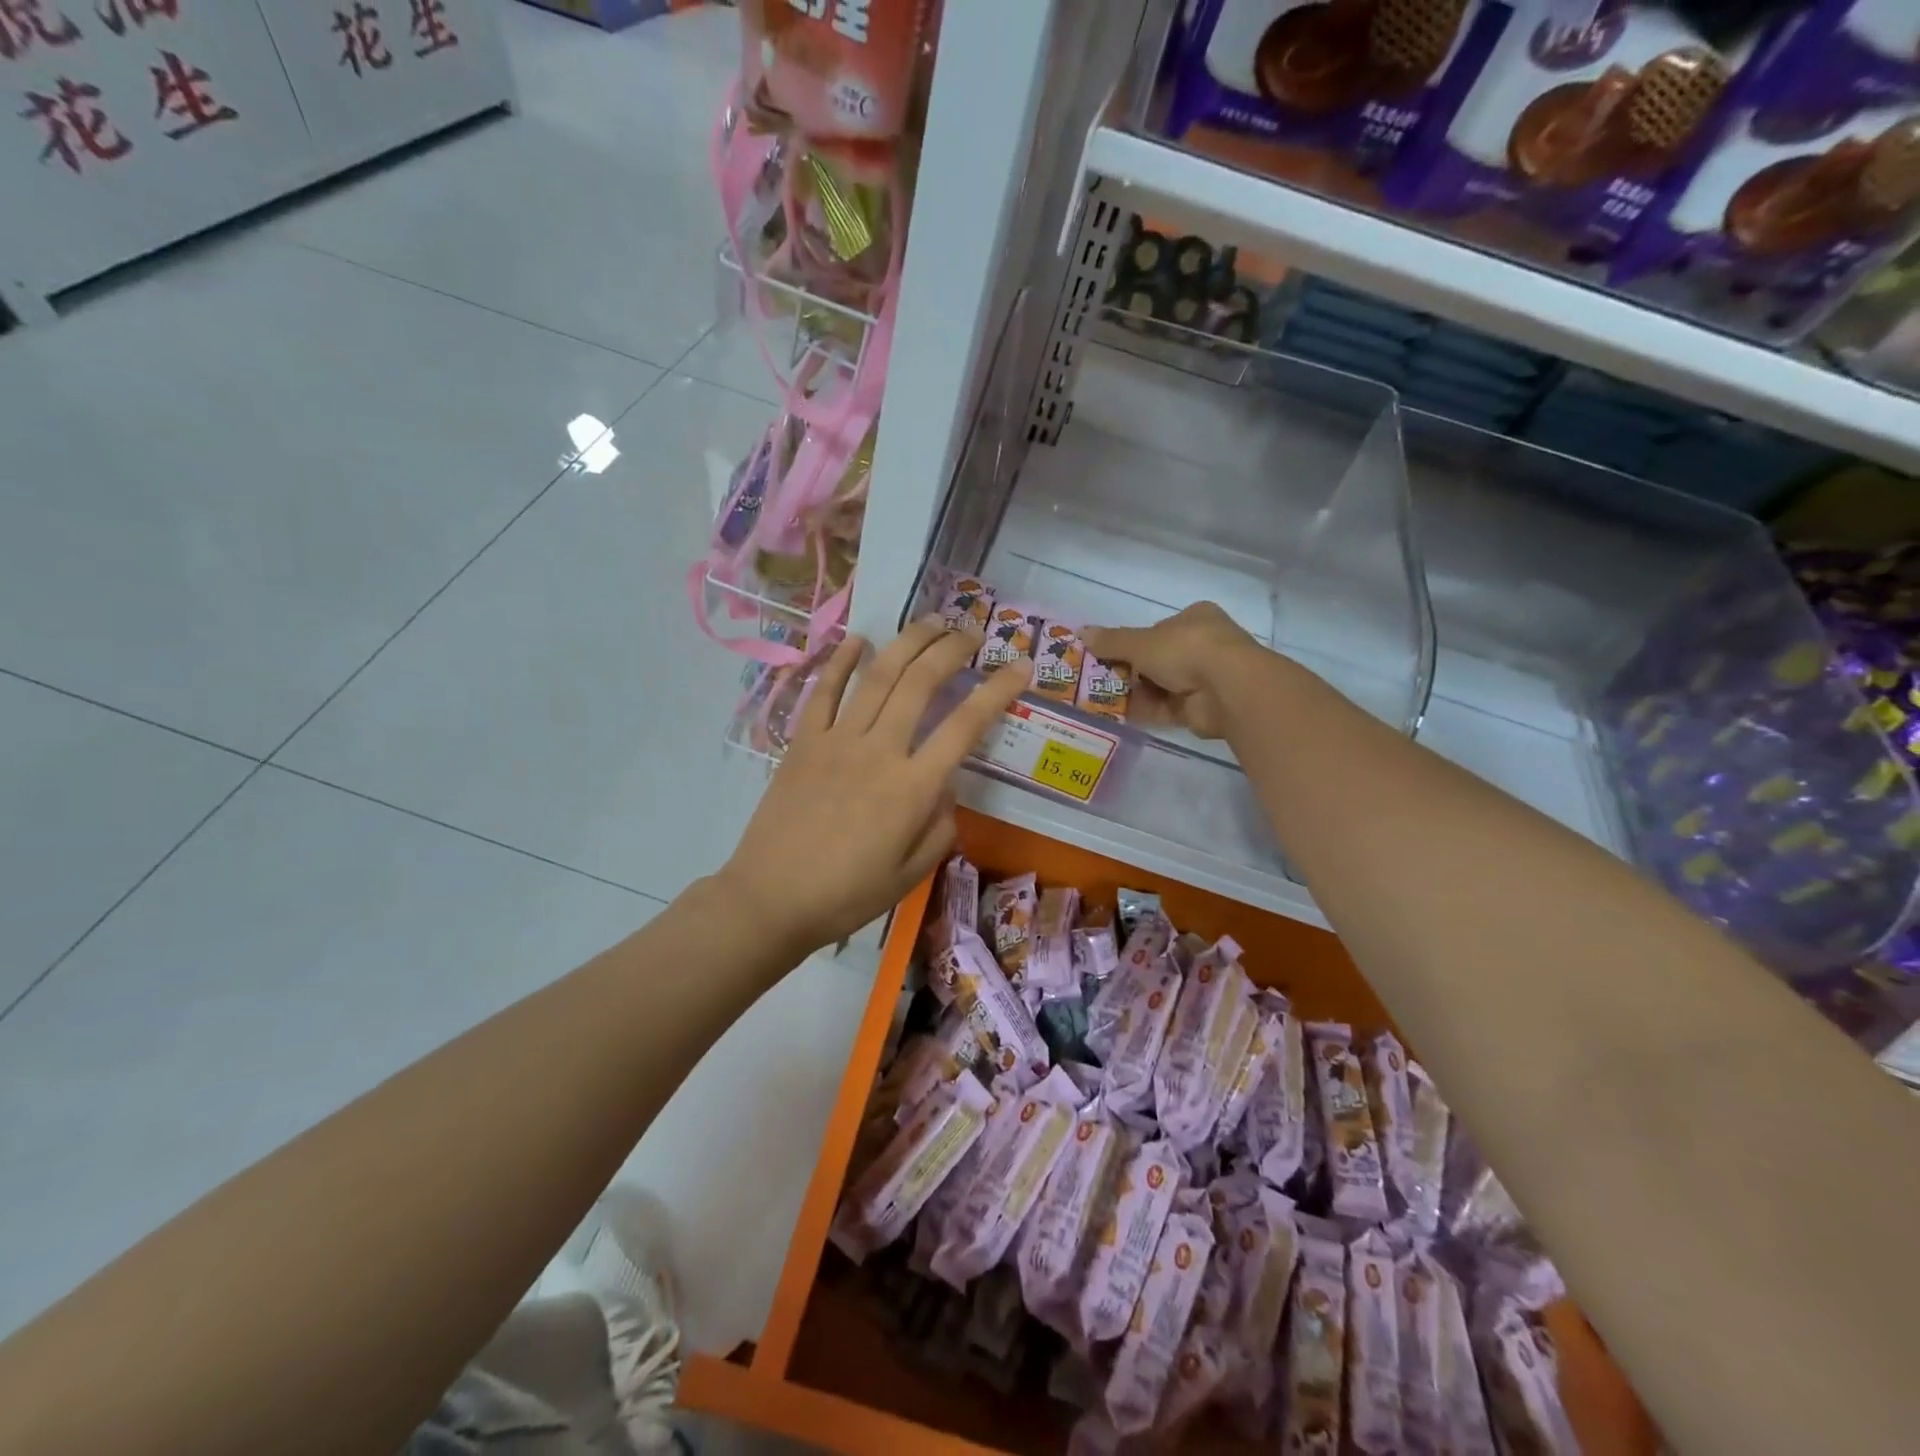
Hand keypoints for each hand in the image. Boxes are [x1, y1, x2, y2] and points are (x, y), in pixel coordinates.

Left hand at [719, 620, 1030, 955]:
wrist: (771, 900)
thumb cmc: (847, 895)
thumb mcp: (911, 874)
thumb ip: (940, 826)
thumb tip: (945, 787)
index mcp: (912, 787)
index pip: (966, 725)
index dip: (998, 690)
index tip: (1020, 666)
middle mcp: (879, 750)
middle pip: (921, 682)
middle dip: (951, 650)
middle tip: (970, 634)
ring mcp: (836, 740)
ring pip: (877, 676)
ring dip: (907, 642)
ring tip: (931, 622)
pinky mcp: (803, 742)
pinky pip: (823, 691)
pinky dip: (840, 661)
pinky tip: (858, 639)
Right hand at [1082, 603, 1263, 739]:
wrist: (1227, 689)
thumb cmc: (1186, 650)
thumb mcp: (1141, 642)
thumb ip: (1111, 641)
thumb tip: (1081, 633)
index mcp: (1195, 618)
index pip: (1158, 629)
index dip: (1134, 642)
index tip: (1110, 655)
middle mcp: (1203, 645)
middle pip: (1158, 659)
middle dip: (1131, 671)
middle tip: (1102, 680)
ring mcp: (1205, 678)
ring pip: (1161, 685)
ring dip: (1135, 693)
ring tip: (1103, 700)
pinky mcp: (1202, 708)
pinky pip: (1167, 708)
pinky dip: (1146, 711)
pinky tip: (1120, 715)